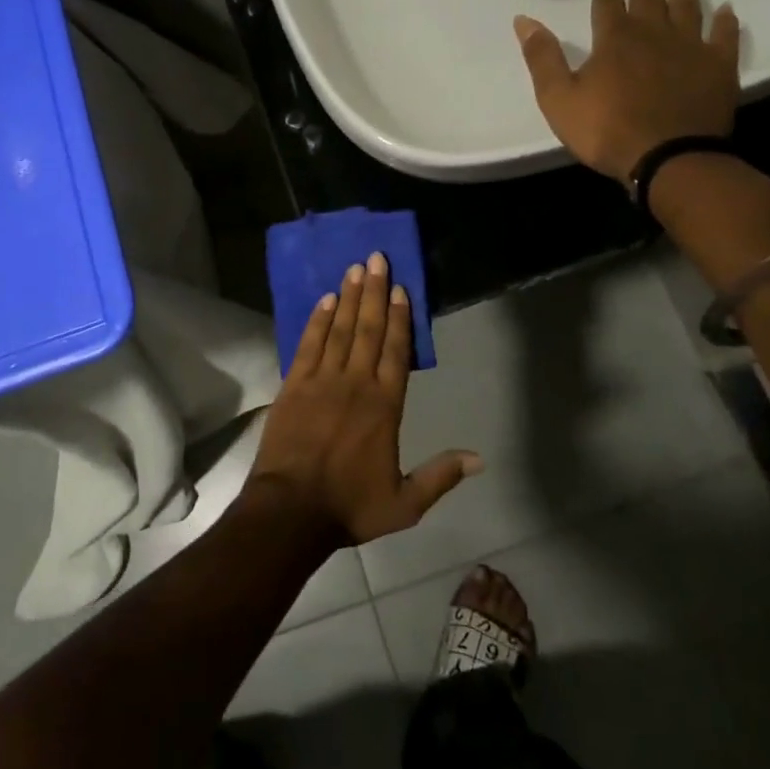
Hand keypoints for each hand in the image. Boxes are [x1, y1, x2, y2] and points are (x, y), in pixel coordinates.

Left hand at [245, 253, 481, 545]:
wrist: (290, 511)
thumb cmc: (349, 506)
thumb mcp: (404, 504)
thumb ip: (440, 476)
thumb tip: (479, 459)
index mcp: (384, 406)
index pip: (395, 351)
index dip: (399, 318)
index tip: (400, 289)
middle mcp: (355, 383)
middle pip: (367, 329)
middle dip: (373, 291)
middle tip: (377, 258)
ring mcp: (321, 380)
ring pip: (339, 329)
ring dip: (347, 297)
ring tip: (354, 268)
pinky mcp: (293, 385)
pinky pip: (308, 344)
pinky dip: (317, 320)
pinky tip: (324, 300)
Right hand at [514, 0, 740, 182]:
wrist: (668, 158)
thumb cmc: (605, 130)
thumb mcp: (558, 98)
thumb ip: (542, 57)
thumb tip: (524, 20)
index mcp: (614, 40)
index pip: (608, 3)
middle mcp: (653, 34)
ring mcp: (690, 48)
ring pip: (688, 9)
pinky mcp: (719, 66)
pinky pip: (724, 35)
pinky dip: (725, 20)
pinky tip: (726, 10)